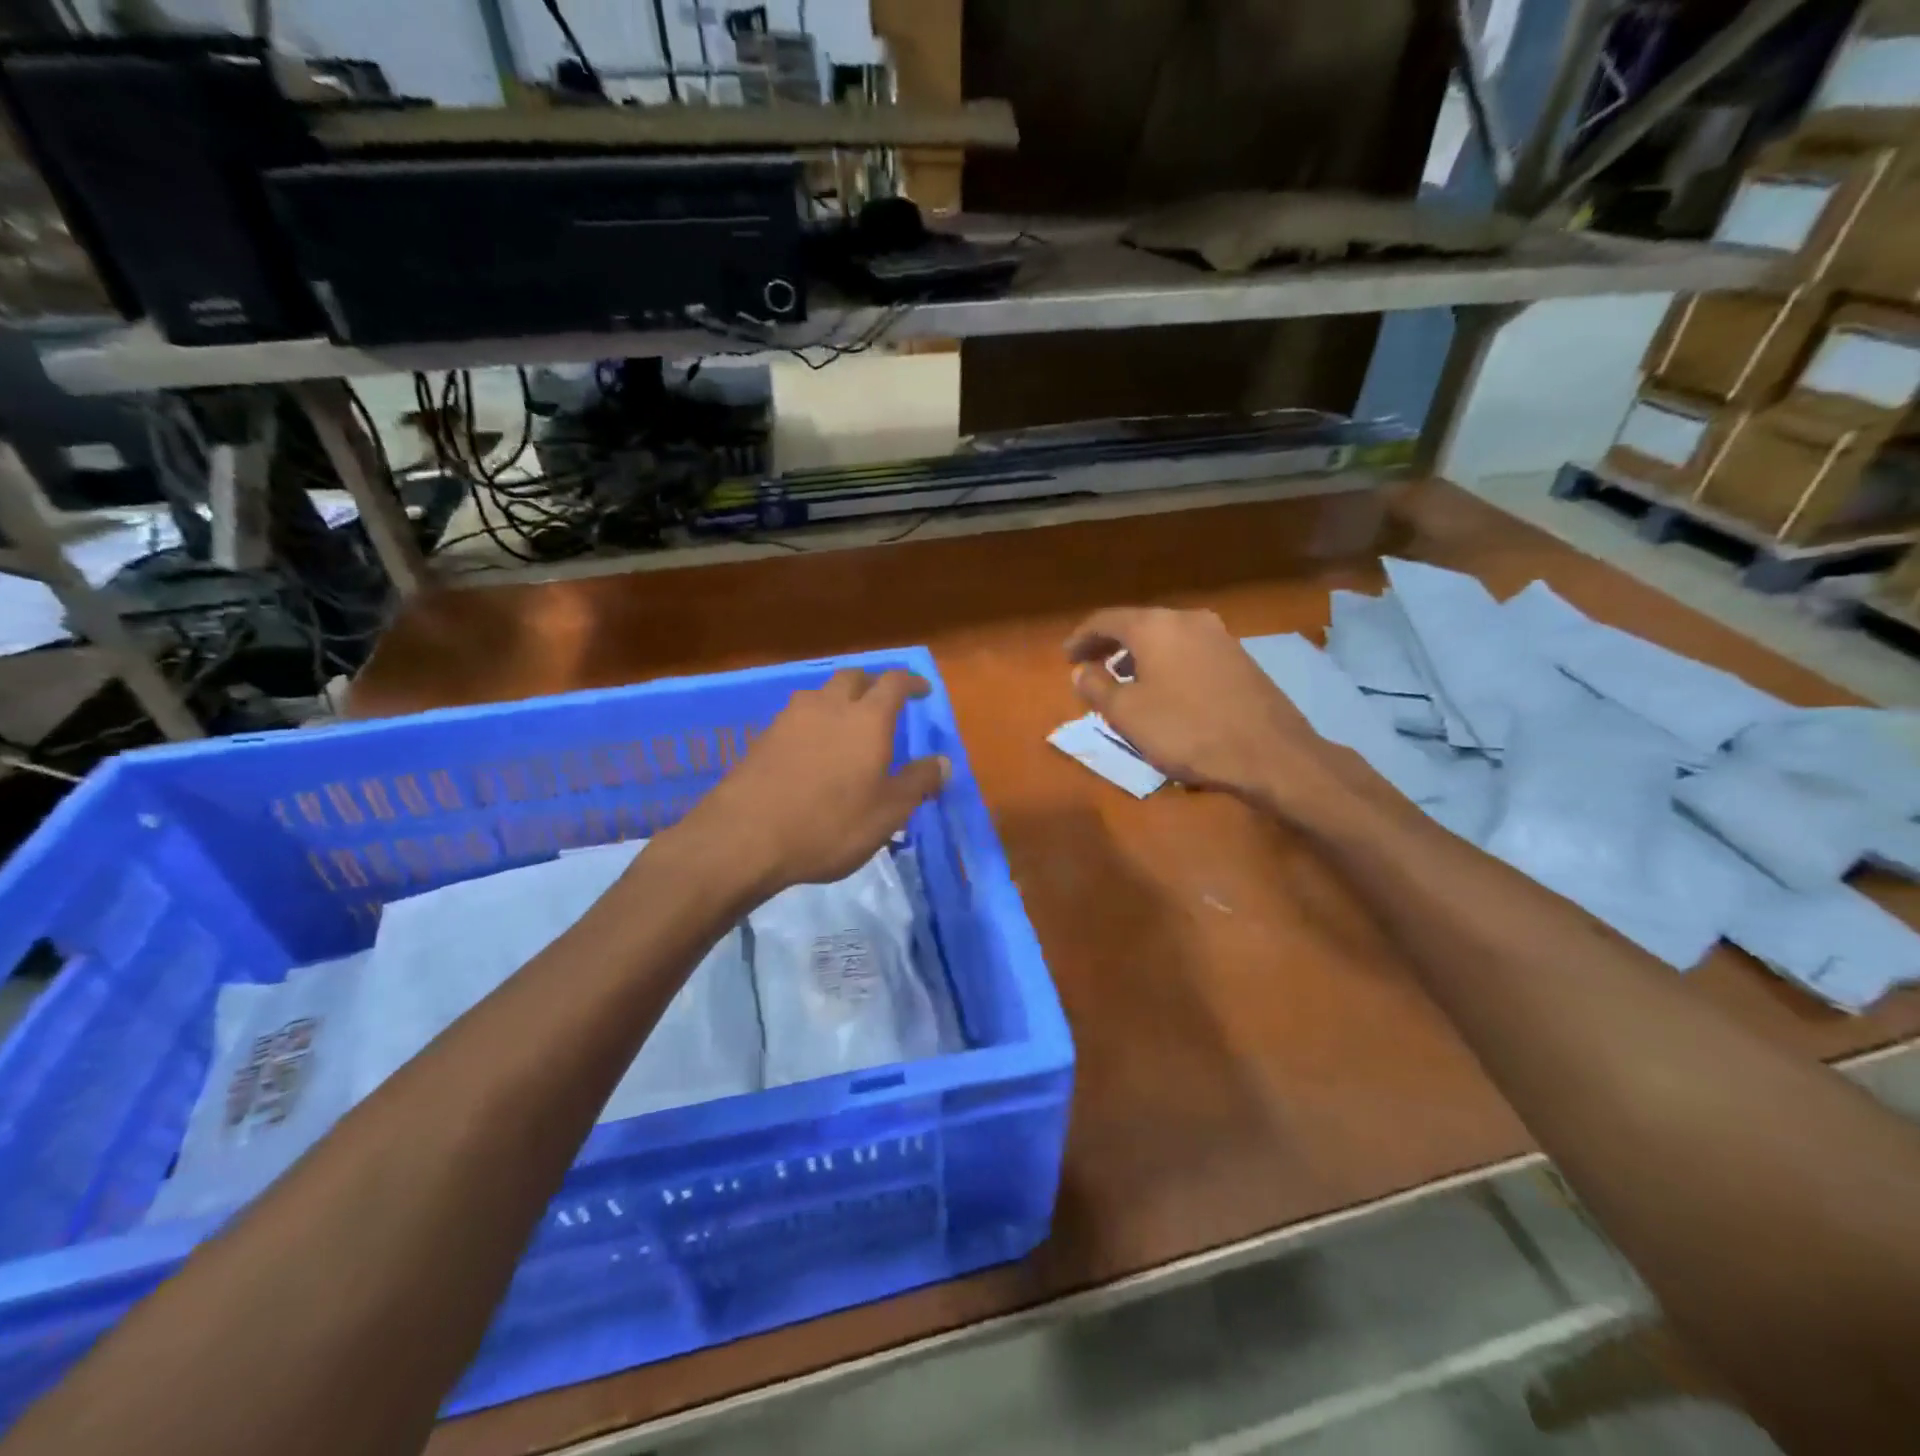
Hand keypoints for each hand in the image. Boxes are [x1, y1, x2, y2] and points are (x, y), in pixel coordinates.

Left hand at [670, 667, 948, 898]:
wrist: (745, 837)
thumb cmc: (829, 824)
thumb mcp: (887, 812)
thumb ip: (918, 782)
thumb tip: (944, 762)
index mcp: (867, 718)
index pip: (894, 683)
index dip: (911, 682)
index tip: (923, 691)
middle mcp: (829, 705)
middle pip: (853, 678)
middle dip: (872, 685)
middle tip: (884, 704)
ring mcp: (790, 719)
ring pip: (820, 694)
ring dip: (838, 701)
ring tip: (846, 726)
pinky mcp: (762, 738)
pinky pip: (797, 717)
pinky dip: (813, 723)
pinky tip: (813, 750)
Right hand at [1064, 606, 1328, 800]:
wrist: (1268, 752)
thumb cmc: (1186, 730)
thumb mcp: (1127, 714)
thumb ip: (1096, 687)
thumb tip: (1081, 670)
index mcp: (1155, 626)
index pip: (1106, 620)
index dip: (1081, 638)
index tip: (1066, 657)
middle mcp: (1187, 619)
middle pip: (1138, 624)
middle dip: (1110, 645)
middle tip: (1090, 666)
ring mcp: (1219, 636)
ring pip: (1165, 637)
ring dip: (1139, 654)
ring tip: (1124, 680)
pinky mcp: (1239, 657)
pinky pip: (1188, 650)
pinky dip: (1166, 662)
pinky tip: (1164, 689)